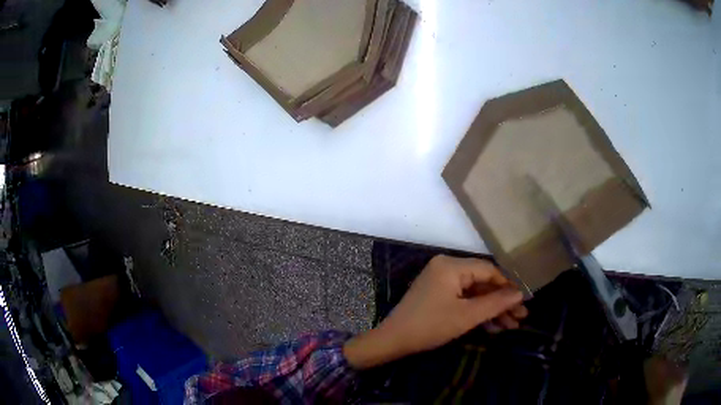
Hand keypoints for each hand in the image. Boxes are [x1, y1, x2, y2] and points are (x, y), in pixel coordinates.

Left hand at [344, 255, 525, 369]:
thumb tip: (520, 294)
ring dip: (492, 310)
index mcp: (451, 265)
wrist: (393, 341)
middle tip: (520, 318)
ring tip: (511, 326)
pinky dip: (477, 312)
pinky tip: (493, 327)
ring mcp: (441, 281)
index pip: (489, 270)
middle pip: (483, 282)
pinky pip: (463, 299)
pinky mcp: (438, 294)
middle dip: (502, 302)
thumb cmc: (430, 326)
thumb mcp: (467, 316)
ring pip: (475, 293)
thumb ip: (495, 303)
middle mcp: (446, 267)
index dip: (508, 286)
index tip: (524, 301)